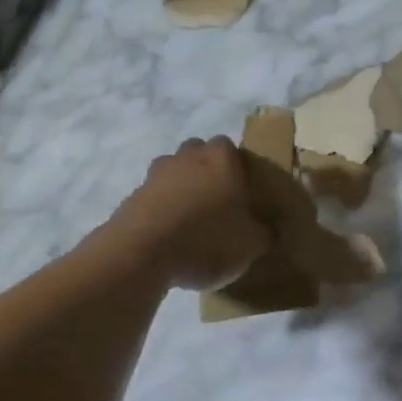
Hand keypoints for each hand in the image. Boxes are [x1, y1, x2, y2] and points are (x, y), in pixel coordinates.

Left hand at [106, 137, 271, 290]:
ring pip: (174, 172)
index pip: (231, 148)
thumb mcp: (250, 245)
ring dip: (181, 188)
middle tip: (217, 203)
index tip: (241, 193)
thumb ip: (263, 233)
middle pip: (199, 154)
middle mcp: (188, 156)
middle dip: (207, 172)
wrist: (142, 252)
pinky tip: (168, 236)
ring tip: (190, 221)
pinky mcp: (134, 194)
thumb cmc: (206, 239)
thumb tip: (268, 230)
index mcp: (221, 158)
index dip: (236, 168)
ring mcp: (157, 173)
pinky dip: (161, 208)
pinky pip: (154, 196)